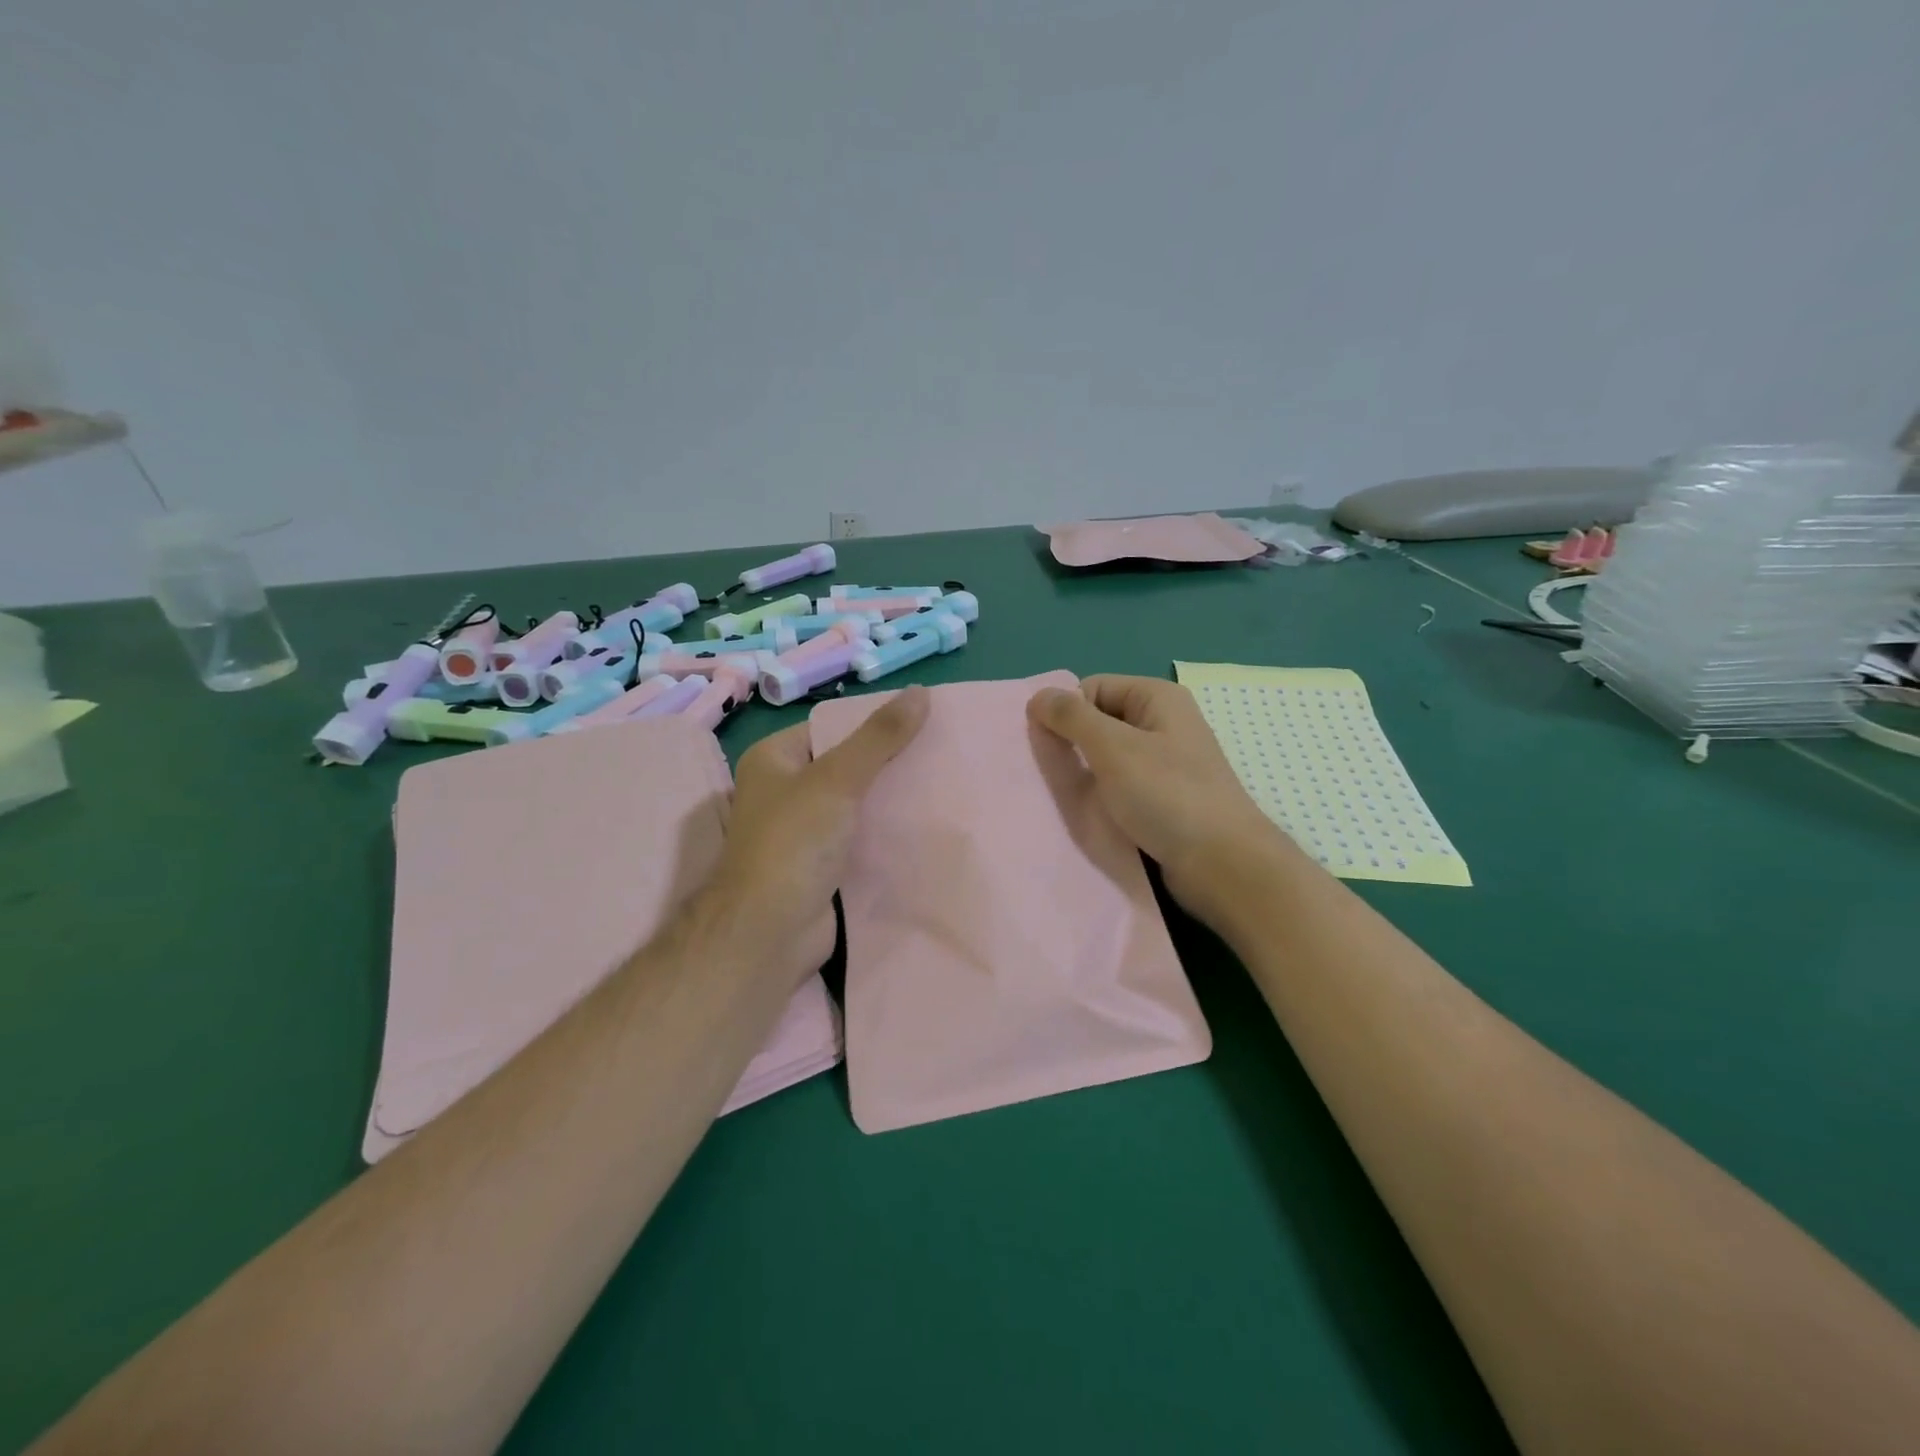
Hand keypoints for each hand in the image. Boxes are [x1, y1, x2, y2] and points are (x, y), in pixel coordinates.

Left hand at [702, 686, 929, 982]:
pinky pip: (861, 837)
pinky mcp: (823, 865)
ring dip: (892, 799)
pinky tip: (927, 824)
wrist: (771, 932)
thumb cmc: (793, 842)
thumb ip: (879, 737)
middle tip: (941, 751)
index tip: (921, 720)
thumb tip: (920, 692)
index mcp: (774, 760)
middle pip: (846, 765)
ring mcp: (804, 831)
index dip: (872, 723)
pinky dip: (888, 832)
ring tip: (943, 782)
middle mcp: (785, 792)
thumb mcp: (837, 779)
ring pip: (857, 804)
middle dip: (889, 762)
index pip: (830, 728)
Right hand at [1027, 674, 1286, 921]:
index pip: (1092, 688)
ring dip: (1085, 775)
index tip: (1051, 748)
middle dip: (1073, 744)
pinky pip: (1121, 786)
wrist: (1223, 865)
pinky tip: (1092, 815)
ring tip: (1070, 797)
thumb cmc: (1167, 796)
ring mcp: (1166, 764)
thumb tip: (1037, 697)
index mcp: (1157, 698)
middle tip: (1054, 774)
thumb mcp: (1113, 748)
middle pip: (1099, 721)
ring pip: (1108, 758)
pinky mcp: (1165, 799)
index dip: (1067, 713)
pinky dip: (1103, 797)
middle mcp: (1164, 724)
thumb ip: (1071, 718)